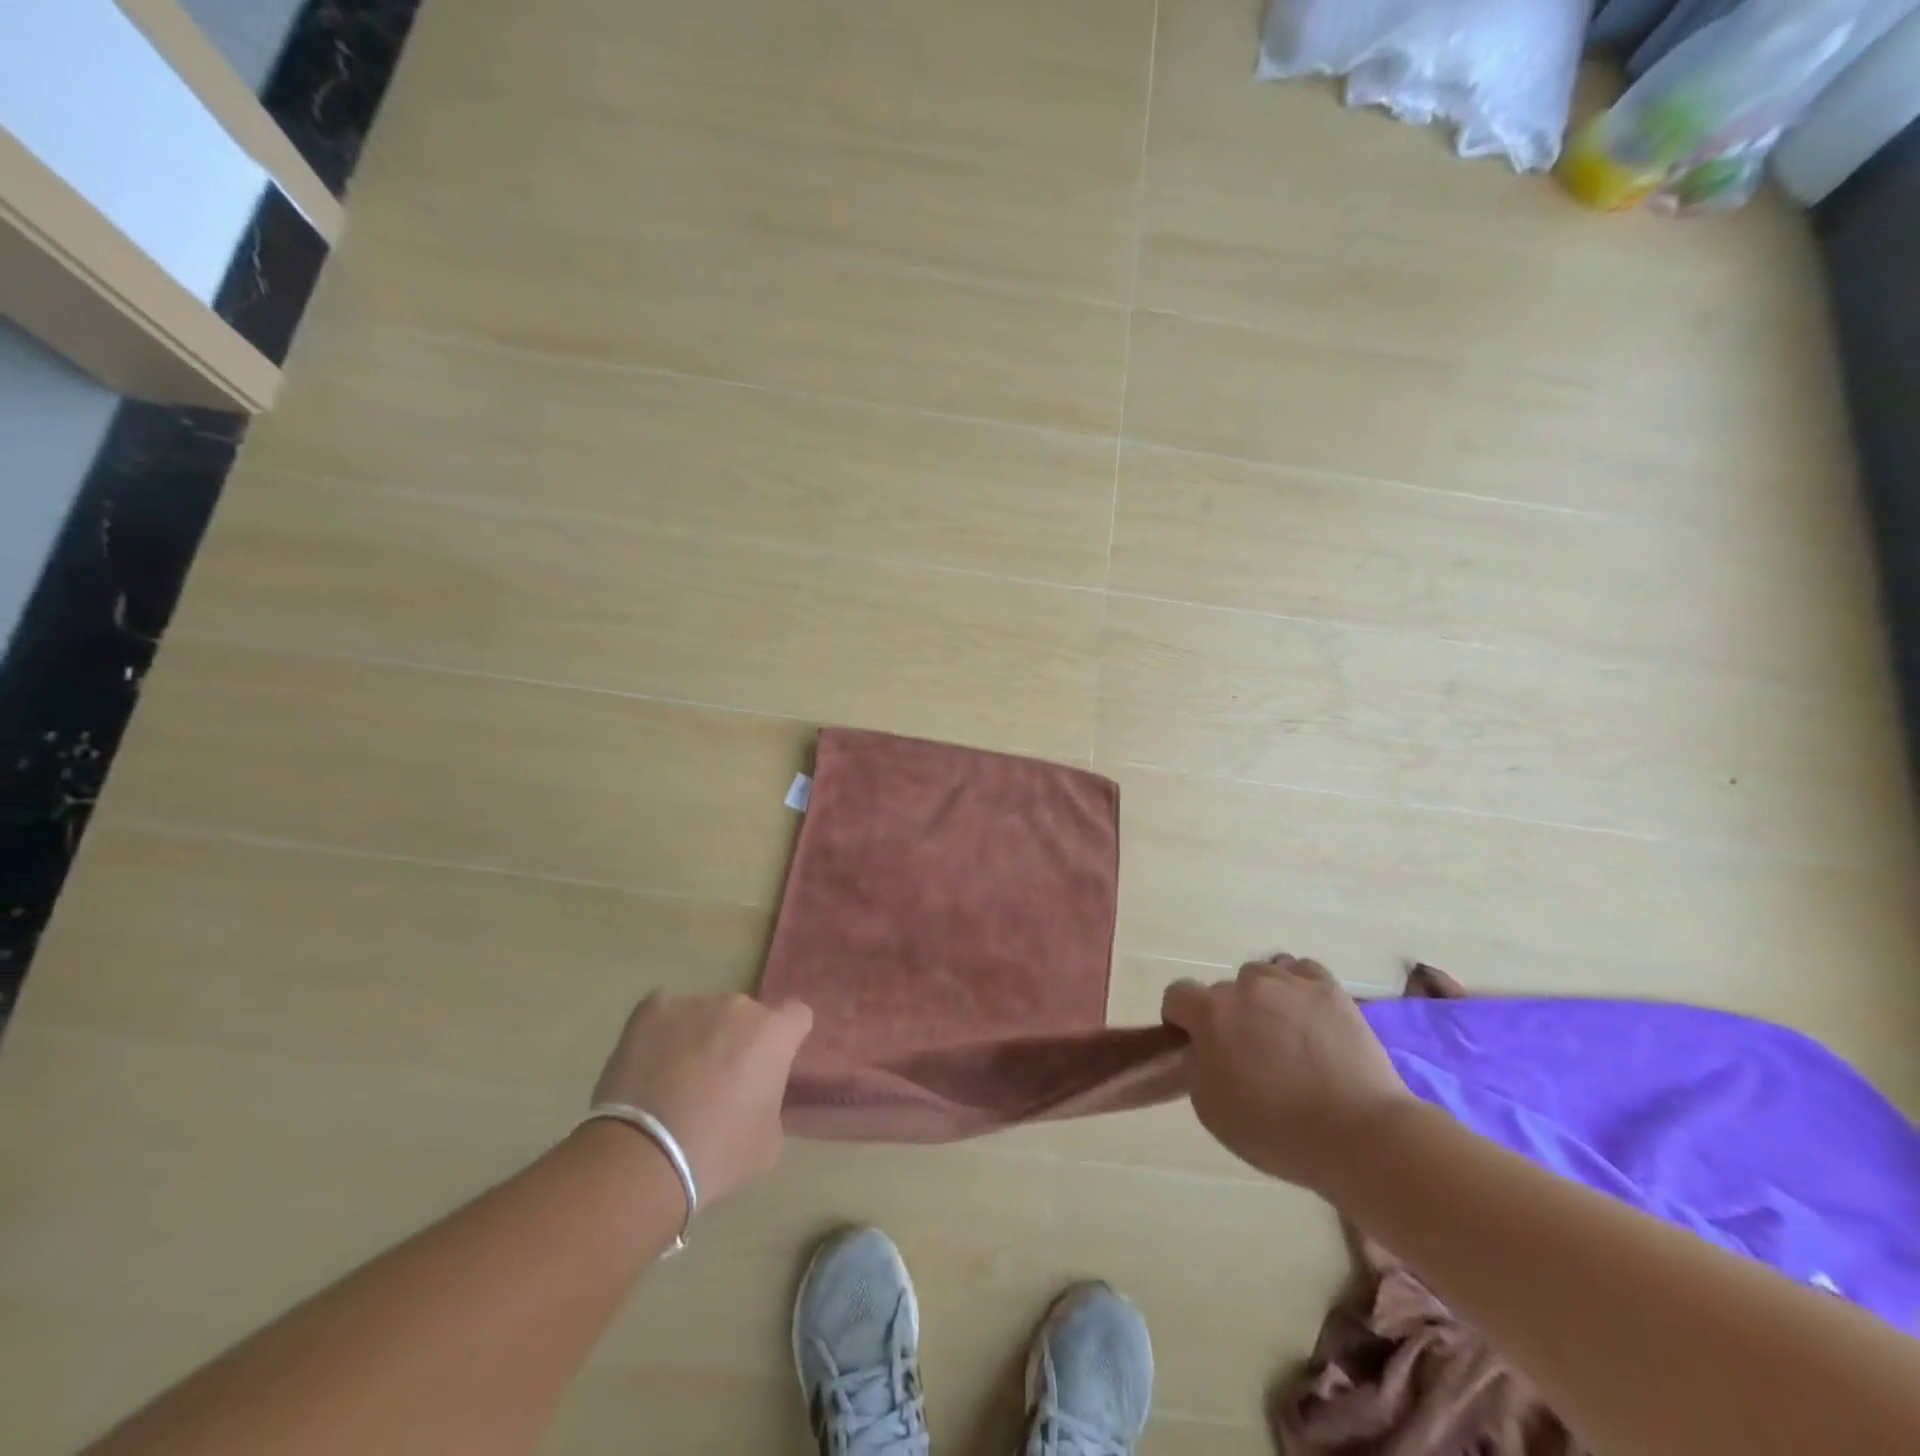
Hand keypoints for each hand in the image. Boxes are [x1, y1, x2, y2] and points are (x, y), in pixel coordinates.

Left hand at [591, 993, 813, 1203]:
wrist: (644, 1156)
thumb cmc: (719, 1152)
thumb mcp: (769, 1140)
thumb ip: (772, 1102)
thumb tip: (758, 1095)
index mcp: (775, 1033)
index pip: (796, 1016)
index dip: (785, 1040)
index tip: (770, 1067)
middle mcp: (739, 1007)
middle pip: (747, 1017)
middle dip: (738, 1042)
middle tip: (721, 1083)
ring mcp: (693, 1004)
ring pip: (705, 1016)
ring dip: (700, 1038)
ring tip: (676, 1080)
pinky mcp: (651, 1011)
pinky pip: (664, 1012)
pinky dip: (662, 1032)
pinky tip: (651, 1062)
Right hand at [1162, 955, 1415, 1194]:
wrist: (1359, 1135)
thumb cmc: (1276, 1130)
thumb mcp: (1210, 1109)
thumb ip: (1196, 1065)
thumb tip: (1203, 1047)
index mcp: (1211, 1014)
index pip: (1177, 994)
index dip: (1181, 1019)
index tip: (1196, 1046)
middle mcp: (1246, 987)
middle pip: (1224, 991)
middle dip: (1228, 1016)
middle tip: (1249, 1054)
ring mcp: (1290, 983)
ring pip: (1262, 976)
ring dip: (1263, 999)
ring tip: (1283, 1034)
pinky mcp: (1329, 990)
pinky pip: (1301, 971)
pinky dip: (1297, 987)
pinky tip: (1307, 1015)